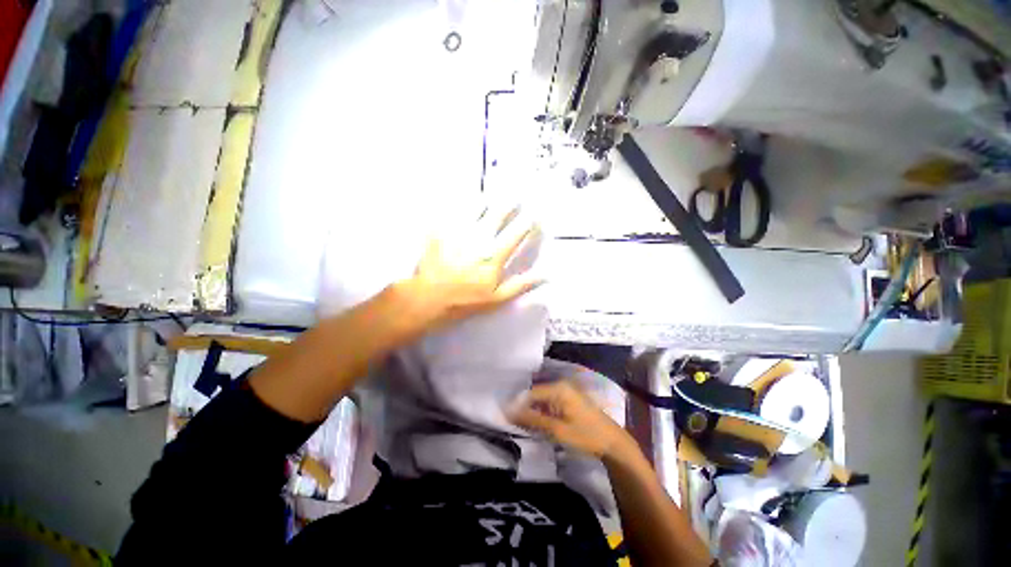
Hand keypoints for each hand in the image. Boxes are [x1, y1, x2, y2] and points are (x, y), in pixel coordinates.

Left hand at [398, 210, 542, 329]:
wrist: (429, 298)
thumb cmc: (466, 300)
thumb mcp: (497, 298)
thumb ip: (522, 284)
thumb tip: (547, 275)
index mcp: (494, 255)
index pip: (516, 232)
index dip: (528, 222)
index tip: (534, 217)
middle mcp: (479, 238)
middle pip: (498, 213)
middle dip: (509, 203)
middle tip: (514, 198)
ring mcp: (459, 232)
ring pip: (476, 207)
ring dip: (487, 200)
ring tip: (490, 198)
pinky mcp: (442, 231)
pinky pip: (453, 210)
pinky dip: (460, 204)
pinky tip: (463, 200)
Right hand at [509, 381, 633, 459]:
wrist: (612, 442)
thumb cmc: (586, 435)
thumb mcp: (557, 430)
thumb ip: (533, 420)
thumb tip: (510, 413)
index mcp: (559, 388)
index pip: (530, 393)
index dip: (517, 405)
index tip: (505, 417)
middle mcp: (561, 385)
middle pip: (536, 394)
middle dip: (524, 408)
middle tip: (512, 422)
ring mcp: (566, 392)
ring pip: (541, 399)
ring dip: (532, 411)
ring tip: (521, 424)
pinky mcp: (568, 400)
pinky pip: (549, 403)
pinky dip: (541, 412)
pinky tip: (536, 423)